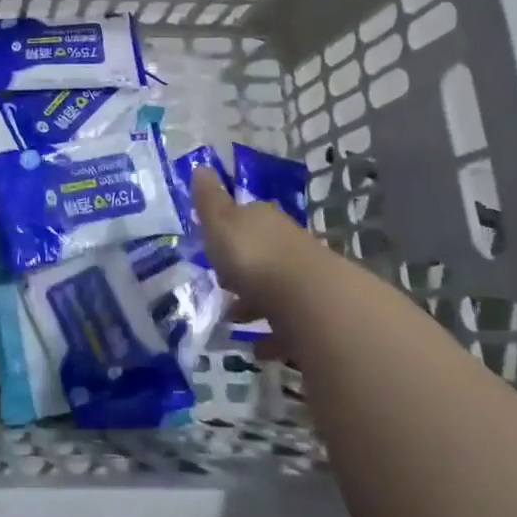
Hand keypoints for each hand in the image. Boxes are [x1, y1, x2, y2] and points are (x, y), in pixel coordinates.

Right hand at [191, 166, 334, 333]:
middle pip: (262, 253)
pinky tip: (259, 349)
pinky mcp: (315, 314)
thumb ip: (209, 200)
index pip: (245, 217)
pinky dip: (273, 334)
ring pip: (276, 288)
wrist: (309, 298)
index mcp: (262, 219)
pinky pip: (289, 323)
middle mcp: (287, 243)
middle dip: (242, 270)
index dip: (228, 231)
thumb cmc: (253, 255)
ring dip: (256, 303)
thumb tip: (201, 166)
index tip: (212, 248)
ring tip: (234, 322)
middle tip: (222, 287)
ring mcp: (305, 279)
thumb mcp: (220, 222)